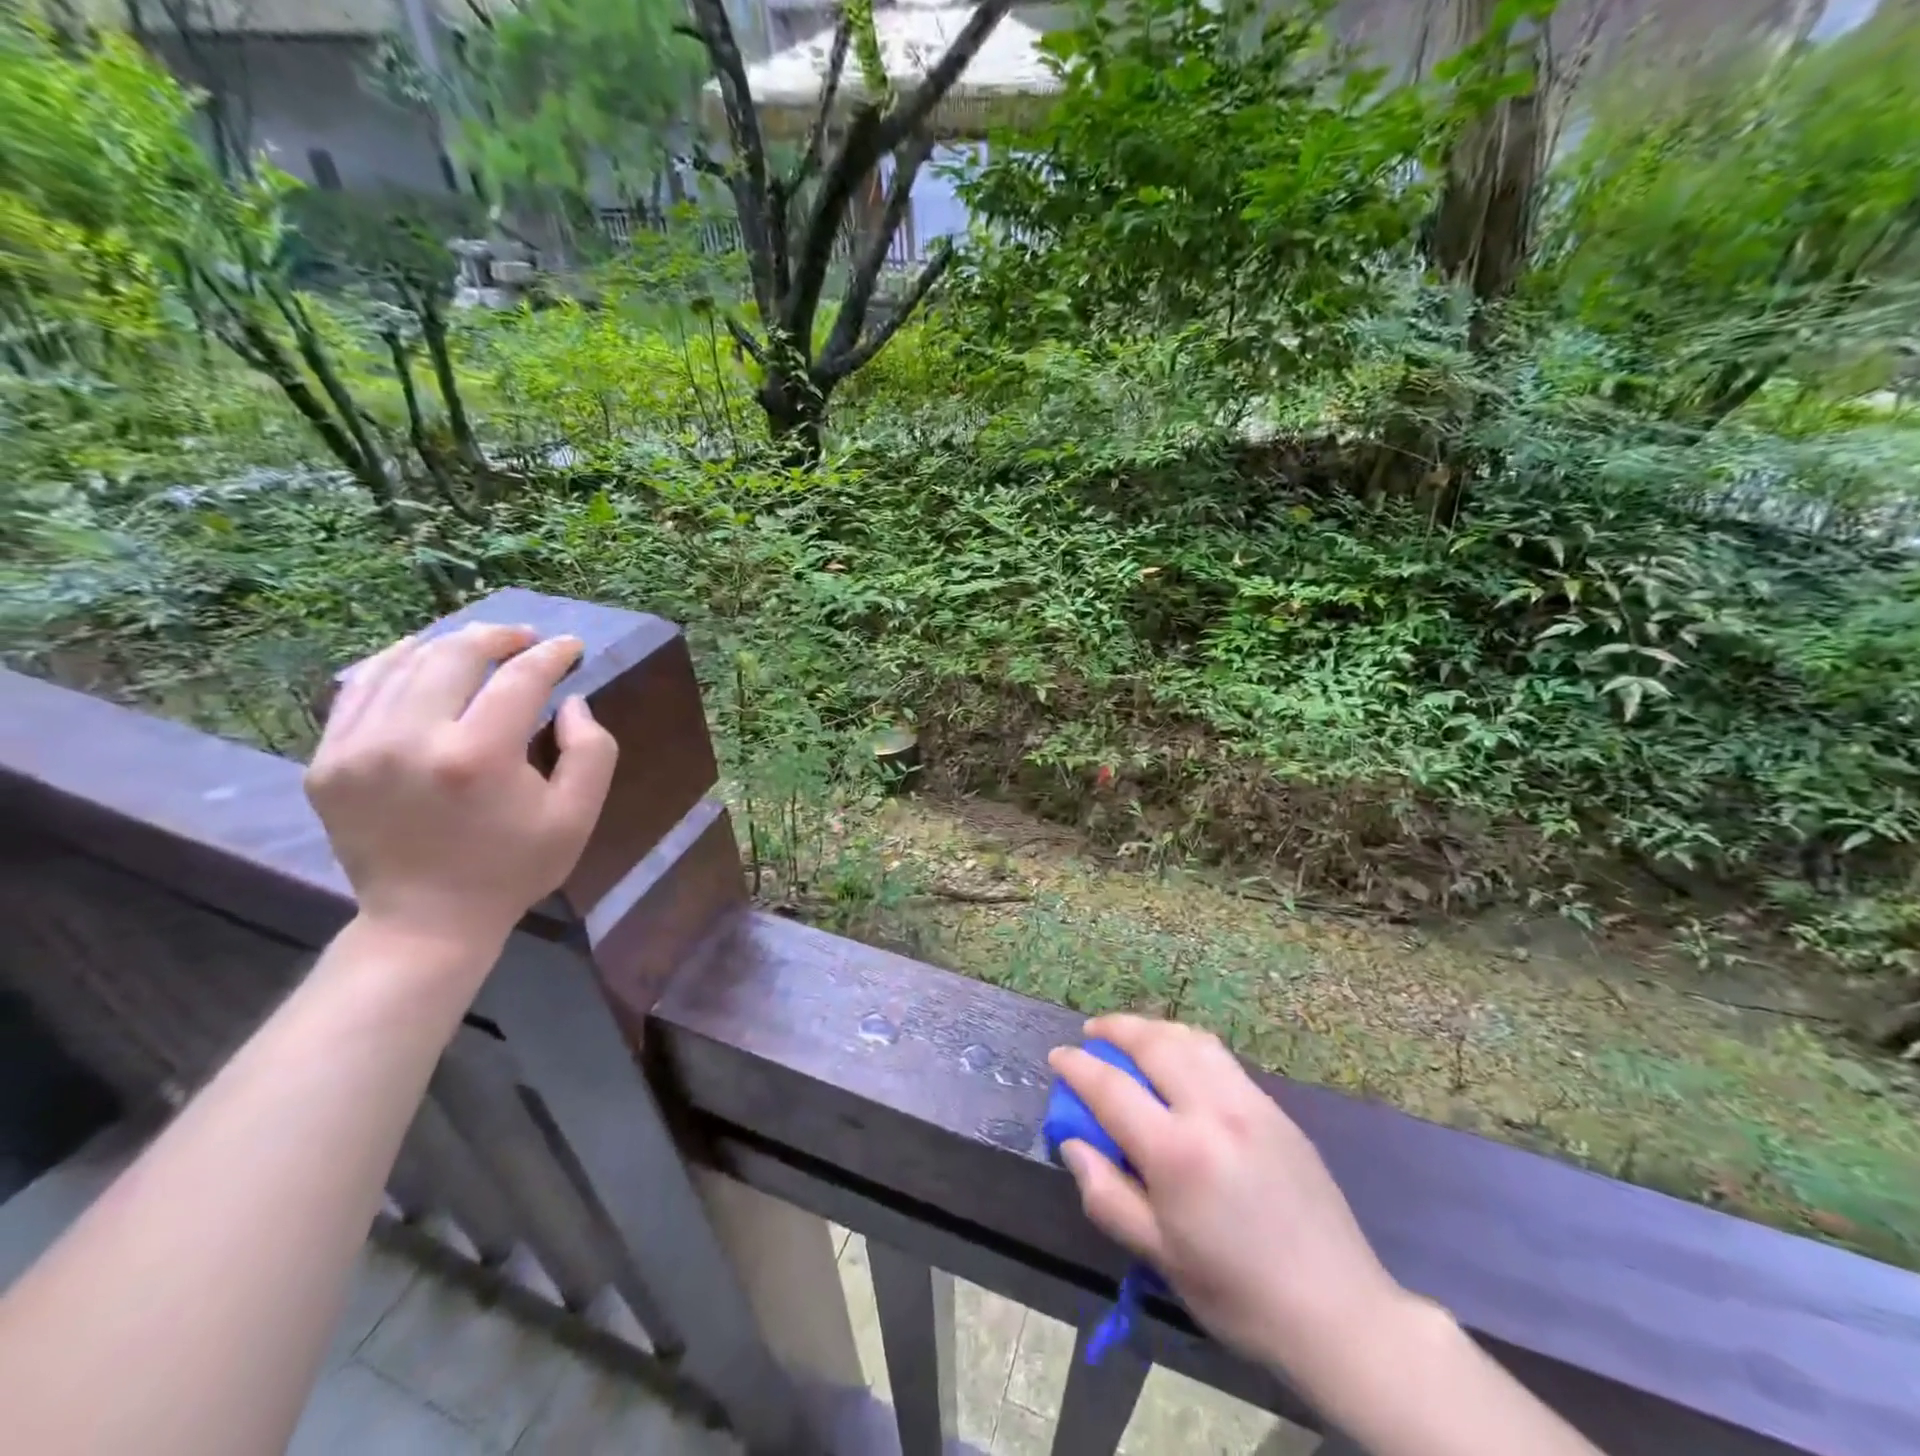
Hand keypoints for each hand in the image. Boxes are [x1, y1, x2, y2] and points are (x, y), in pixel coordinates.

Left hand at [307, 623, 617, 961]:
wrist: (426, 921)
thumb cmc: (514, 868)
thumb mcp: (578, 816)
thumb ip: (592, 750)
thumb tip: (570, 702)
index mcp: (478, 757)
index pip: (520, 679)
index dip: (551, 655)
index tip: (570, 646)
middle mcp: (410, 740)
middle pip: (456, 656)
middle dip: (499, 637)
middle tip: (526, 639)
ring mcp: (357, 748)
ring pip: (404, 663)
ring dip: (449, 645)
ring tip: (479, 644)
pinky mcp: (326, 761)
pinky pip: (358, 689)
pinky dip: (394, 663)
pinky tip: (419, 657)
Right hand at [1048, 1014, 1408, 1376]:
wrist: (1338, 1312)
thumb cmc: (1238, 1294)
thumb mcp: (1161, 1257)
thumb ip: (1108, 1195)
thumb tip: (1073, 1143)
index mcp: (1177, 1153)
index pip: (1112, 1088)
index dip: (1078, 1067)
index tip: (1058, 1056)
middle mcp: (1212, 1111)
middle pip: (1154, 1043)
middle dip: (1115, 1028)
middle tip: (1092, 1031)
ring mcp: (1249, 1103)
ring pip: (1191, 1039)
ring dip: (1153, 1028)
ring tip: (1132, 1035)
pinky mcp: (1275, 1108)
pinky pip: (1221, 1056)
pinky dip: (1188, 1042)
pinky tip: (1180, 1057)